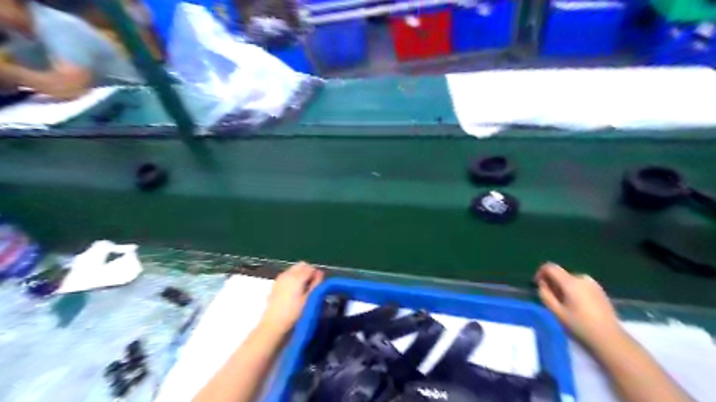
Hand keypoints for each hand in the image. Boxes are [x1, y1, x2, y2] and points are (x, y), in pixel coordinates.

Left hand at [261, 260, 324, 332]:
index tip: (319, 284)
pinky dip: (292, 278)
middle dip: (308, 271)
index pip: (311, 268)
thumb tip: (320, 272)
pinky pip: (287, 275)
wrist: (273, 325)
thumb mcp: (309, 299)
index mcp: (297, 277)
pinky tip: (293, 291)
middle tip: (312, 285)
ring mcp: (280, 278)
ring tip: (303, 288)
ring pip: (294, 269)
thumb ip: (316, 284)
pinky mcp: (275, 284)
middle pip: (301, 265)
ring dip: (300, 274)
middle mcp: (288, 274)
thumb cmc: (294, 313)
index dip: (317, 274)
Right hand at [533, 263, 623, 346]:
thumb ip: (545, 294)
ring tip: (564, 303)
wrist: (610, 338)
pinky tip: (576, 305)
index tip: (538, 285)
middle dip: (552, 282)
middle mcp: (582, 278)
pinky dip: (573, 290)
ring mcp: (593, 283)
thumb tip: (542, 284)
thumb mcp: (556, 312)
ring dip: (563, 287)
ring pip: (570, 279)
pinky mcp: (600, 290)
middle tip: (551, 299)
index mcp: (571, 282)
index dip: (540, 273)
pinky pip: (580, 284)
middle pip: (561, 274)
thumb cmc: (580, 326)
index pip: (550, 267)